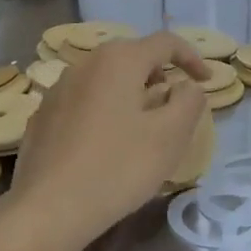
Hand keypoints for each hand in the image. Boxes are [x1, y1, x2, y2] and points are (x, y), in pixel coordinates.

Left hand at [10, 32, 210, 241]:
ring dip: (130, 92)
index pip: (165, 42)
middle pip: (132, 56)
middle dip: (159, 73)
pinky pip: (83, 100)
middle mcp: (86, 64)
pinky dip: (104, 109)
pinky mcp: (43, 116)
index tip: (207, 81)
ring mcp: (58, 88)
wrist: (48, 208)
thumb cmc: (118, 168)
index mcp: (119, 60)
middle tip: (174, 102)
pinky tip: (106, 143)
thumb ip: (188, 102)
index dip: (191, 57)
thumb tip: (187, 86)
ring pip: (105, 78)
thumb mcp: (169, 136)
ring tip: (142, 123)